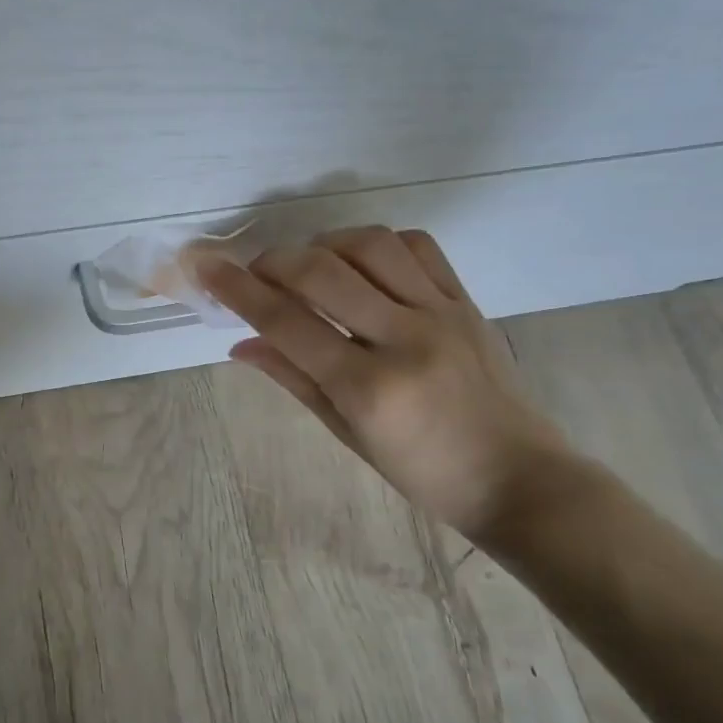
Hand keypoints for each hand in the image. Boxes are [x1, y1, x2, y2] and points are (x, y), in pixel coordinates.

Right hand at [200, 226, 573, 538]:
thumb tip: (242, 344)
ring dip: (324, 244)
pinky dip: (377, 243)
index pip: (287, 322)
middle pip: (321, 272)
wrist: (518, 478)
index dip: (237, 289)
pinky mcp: (467, 301)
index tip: (204, 266)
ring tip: (308, 265)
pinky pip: (418, 247)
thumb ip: (294, 379)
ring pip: (370, 244)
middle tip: (254, 272)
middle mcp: (404, 338)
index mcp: (368, 387)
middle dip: (273, 261)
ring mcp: (442, 313)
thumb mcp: (348, 434)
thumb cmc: (424, 472)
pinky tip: (361, 261)